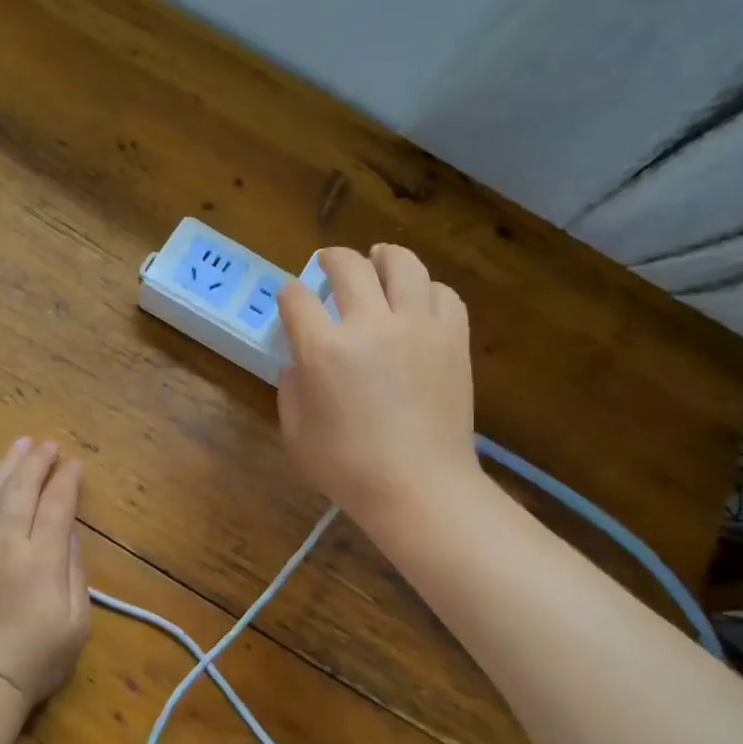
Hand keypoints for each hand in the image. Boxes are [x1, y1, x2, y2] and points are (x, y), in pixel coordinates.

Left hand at [0, 437, 91, 711]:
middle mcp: (4, 544)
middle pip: (20, 489)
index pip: (56, 505)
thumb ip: (74, 571)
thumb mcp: (76, 621)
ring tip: (19, 446)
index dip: (67, 480)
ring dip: (6, 466)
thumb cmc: (36, 659)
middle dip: (37, 461)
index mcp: (41, 559)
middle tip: (47, 444)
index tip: (74, 464)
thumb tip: (67, 534)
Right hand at [277, 244, 478, 529]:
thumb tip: (297, 363)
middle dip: (331, 258)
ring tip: (378, 258)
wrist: (420, 487)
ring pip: (402, 264)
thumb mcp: (296, 434)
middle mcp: (370, 324)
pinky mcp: (453, 337)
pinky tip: (418, 298)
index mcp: (323, 349)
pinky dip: (426, 289)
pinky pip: (442, 293)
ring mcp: (417, 326)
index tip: (290, 299)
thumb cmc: (349, 468)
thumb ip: (290, 390)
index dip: (289, 294)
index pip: (297, 299)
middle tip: (327, 262)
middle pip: (348, 266)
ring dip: (383, 256)